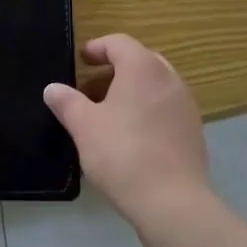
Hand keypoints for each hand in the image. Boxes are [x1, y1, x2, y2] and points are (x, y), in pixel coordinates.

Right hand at [44, 34, 210, 232]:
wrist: (173, 204)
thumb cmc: (123, 154)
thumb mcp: (84, 127)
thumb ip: (67, 102)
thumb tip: (52, 88)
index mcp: (142, 67)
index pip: (118, 43)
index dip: (97, 48)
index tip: (81, 60)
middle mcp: (168, 78)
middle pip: (140, 61)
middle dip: (115, 69)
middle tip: (93, 87)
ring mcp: (186, 105)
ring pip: (155, 85)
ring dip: (133, 91)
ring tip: (110, 114)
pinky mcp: (194, 132)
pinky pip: (166, 109)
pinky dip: (148, 111)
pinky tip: (133, 137)